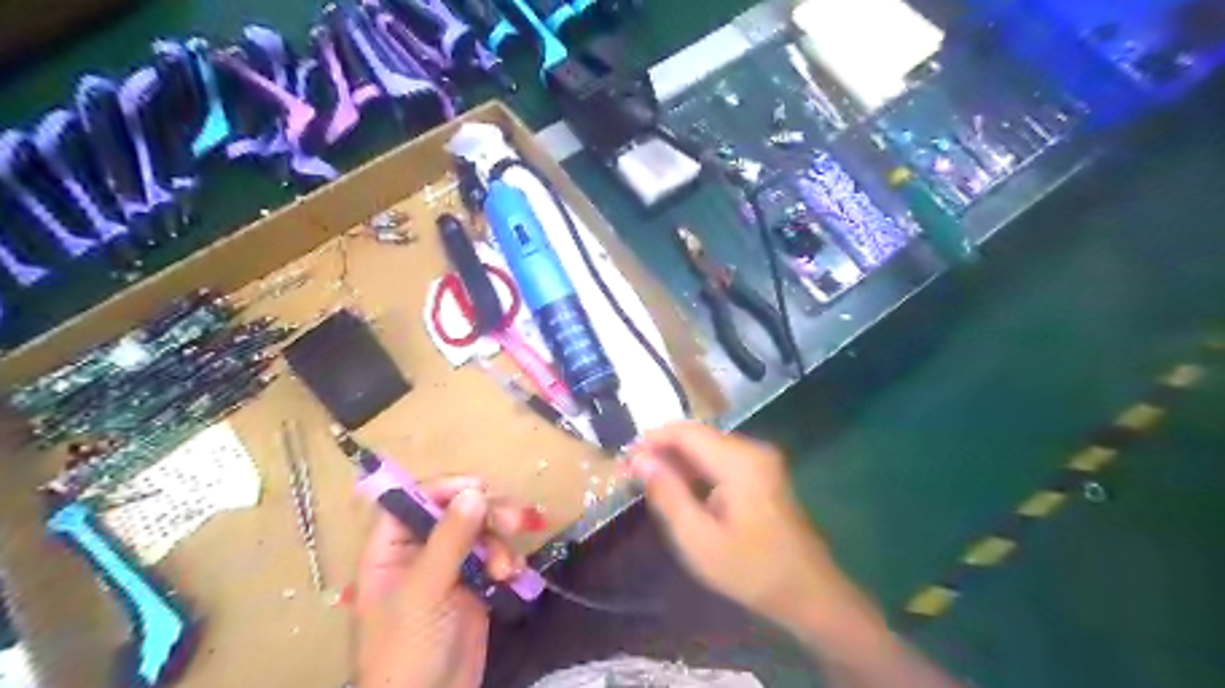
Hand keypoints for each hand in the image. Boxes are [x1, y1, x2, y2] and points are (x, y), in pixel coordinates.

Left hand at [351, 478, 531, 687]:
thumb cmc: (408, 648)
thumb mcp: (425, 591)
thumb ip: (450, 539)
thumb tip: (474, 491)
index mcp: (392, 549)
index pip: (414, 499)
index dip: (445, 489)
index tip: (480, 489)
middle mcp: (420, 551)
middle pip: (455, 511)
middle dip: (486, 514)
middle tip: (512, 521)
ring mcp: (450, 568)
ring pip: (481, 531)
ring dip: (500, 542)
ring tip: (507, 568)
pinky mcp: (475, 584)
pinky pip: (495, 556)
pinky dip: (508, 561)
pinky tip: (513, 578)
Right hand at [626, 425, 848, 629]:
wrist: (809, 593)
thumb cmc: (751, 570)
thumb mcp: (698, 539)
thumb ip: (667, 494)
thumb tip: (639, 460)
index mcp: (739, 461)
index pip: (686, 432)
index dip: (652, 440)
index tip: (624, 460)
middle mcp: (752, 450)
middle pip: (697, 436)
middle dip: (663, 450)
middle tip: (632, 474)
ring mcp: (761, 460)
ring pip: (708, 446)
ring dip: (678, 459)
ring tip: (649, 482)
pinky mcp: (763, 472)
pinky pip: (721, 459)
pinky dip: (697, 469)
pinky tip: (680, 489)